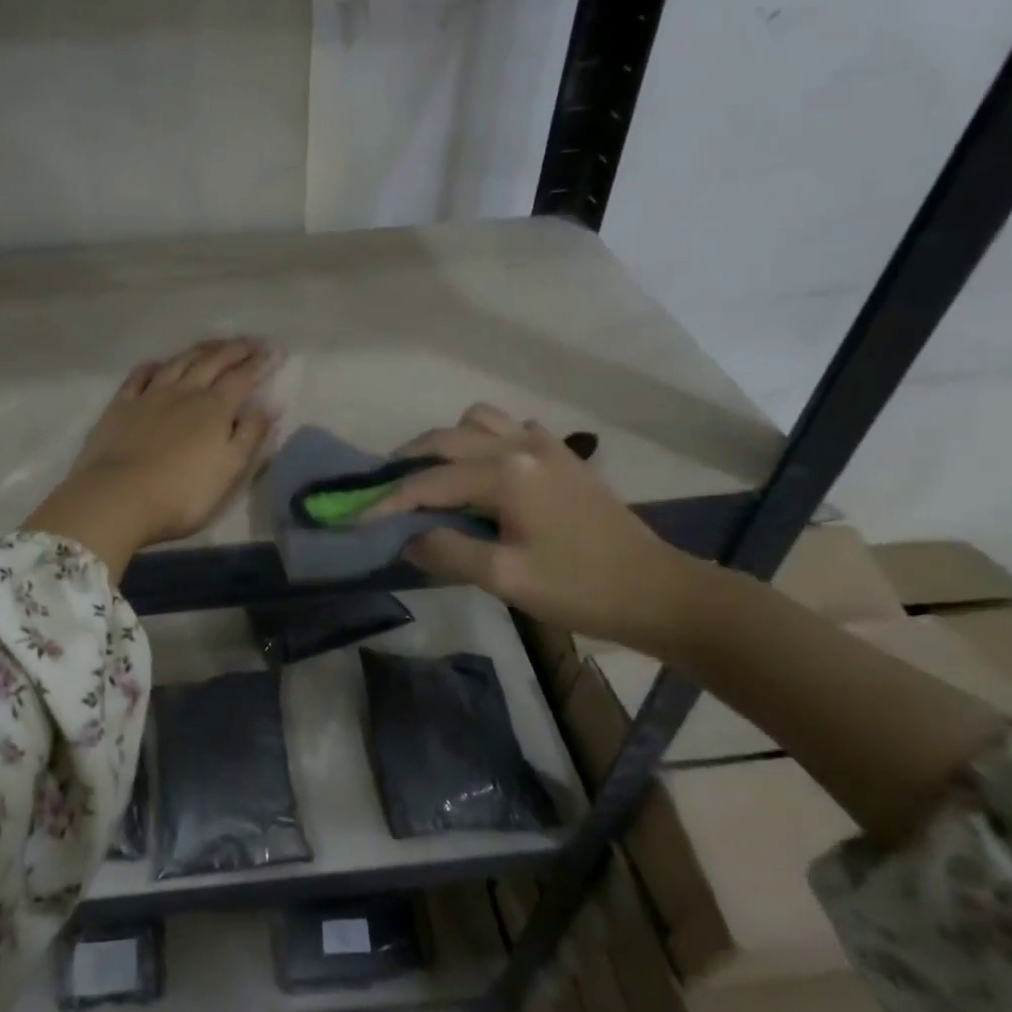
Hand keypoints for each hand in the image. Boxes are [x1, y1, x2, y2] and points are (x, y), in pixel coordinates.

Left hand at [22, 339, 276, 576]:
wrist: (117, 499)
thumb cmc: (182, 493)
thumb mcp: (230, 470)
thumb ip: (250, 435)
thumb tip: (268, 405)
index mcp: (214, 408)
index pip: (243, 377)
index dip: (261, 363)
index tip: (275, 351)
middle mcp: (184, 392)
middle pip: (213, 362)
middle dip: (235, 349)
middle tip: (252, 340)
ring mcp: (149, 396)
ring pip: (179, 362)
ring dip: (200, 350)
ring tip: (215, 343)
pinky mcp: (121, 406)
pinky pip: (139, 376)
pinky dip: (153, 366)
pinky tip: (158, 363)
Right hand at [368, 405, 703, 651]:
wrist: (657, 590)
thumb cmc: (580, 588)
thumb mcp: (504, 578)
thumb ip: (447, 552)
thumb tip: (408, 537)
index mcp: (505, 473)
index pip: (428, 481)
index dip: (387, 500)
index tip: (354, 516)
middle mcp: (520, 445)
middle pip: (444, 438)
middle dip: (406, 462)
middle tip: (382, 492)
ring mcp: (545, 444)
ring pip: (477, 421)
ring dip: (446, 443)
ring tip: (433, 477)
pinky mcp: (561, 454)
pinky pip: (509, 428)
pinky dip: (484, 440)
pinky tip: (483, 472)